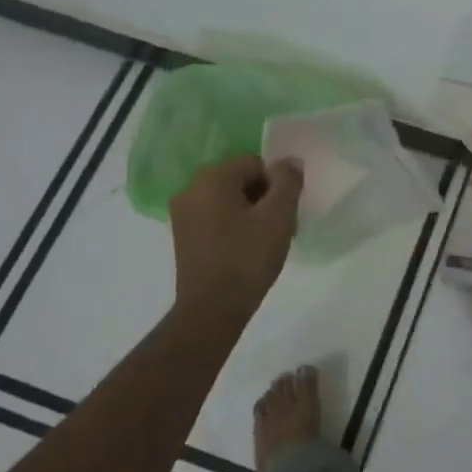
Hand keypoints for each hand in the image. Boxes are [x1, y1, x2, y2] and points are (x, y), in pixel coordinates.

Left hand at [169, 155, 303, 318]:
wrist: (212, 310)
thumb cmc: (247, 258)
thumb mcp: (278, 216)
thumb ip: (288, 181)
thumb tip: (289, 161)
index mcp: (211, 178)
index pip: (255, 163)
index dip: (276, 185)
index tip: (283, 213)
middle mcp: (190, 189)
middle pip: (240, 179)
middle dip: (263, 197)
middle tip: (277, 227)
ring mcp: (183, 214)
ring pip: (228, 199)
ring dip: (250, 213)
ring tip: (263, 242)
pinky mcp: (183, 236)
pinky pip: (216, 217)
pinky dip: (233, 226)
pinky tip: (245, 250)